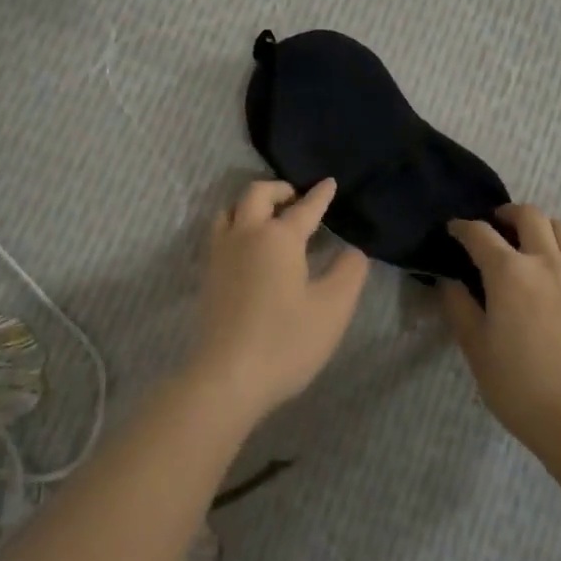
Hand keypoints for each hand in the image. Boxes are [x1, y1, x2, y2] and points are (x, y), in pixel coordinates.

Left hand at [193, 178, 370, 422]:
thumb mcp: (333, 308)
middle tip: (296, 199)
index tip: (328, 182)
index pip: (304, 208)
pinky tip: (247, 248)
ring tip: (267, 218)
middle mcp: (245, 235)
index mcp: (278, 237)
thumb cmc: (286, 341)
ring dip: (250, 205)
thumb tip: (352, 251)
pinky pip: (219, 234)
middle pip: (256, 195)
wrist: (227, 377)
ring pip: (229, 211)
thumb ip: (349, 273)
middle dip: (278, 190)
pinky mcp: (207, 276)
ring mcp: (220, 255)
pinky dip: (235, 225)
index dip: (319, 195)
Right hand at [442, 203, 560, 451]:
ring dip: (545, 229)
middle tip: (497, 227)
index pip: (479, 234)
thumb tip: (449, 281)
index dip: (462, 227)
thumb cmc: (519, 387)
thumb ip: (459, 308)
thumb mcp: (475, 348)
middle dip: (508, 214)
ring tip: (533, 244)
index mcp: (508, 272)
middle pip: (530, 216)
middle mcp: (546, 262)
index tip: (453, 230)